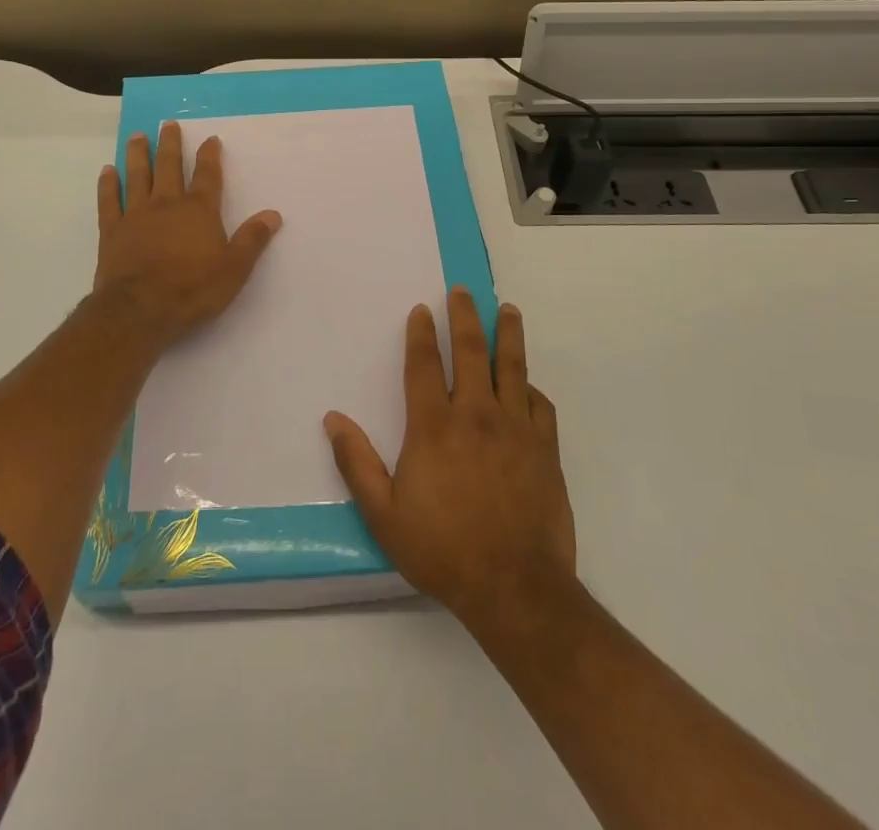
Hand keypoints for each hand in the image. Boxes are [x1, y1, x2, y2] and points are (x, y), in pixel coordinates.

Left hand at [93, 120, 281, 348]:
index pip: (207, 176)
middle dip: (169, 144)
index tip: (210, 139)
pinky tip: (107, 171)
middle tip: (167, 124)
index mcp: (198, 211)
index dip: (209, 156)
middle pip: (168, 167)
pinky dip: (107, 185)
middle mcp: (166, 204)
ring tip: (137, 136)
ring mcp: (136, 215)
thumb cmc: (191, 290)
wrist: (139, 311)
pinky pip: (109, 201)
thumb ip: (252, 240)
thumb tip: (273, 214)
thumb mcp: (234, 270)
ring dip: (137, 155)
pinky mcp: (112, 231)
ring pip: (137, 177)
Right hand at [324, 290, 575, 628]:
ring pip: (512, 367)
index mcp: (434, 426)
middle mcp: (475, 415)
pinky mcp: (545, 449)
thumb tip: (333, 419)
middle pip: (471, 351)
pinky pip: (540, 405)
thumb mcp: (384, 515)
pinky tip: (527, 383)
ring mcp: (516, 429)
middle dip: (466, 316)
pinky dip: (531, 387)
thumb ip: (357, 463)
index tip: (421, 309)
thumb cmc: (442, 550)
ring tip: (508, 310)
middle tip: (464, 290)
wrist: (515, 588)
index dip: (421, 333)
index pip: (424, 365)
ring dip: (508, 334)